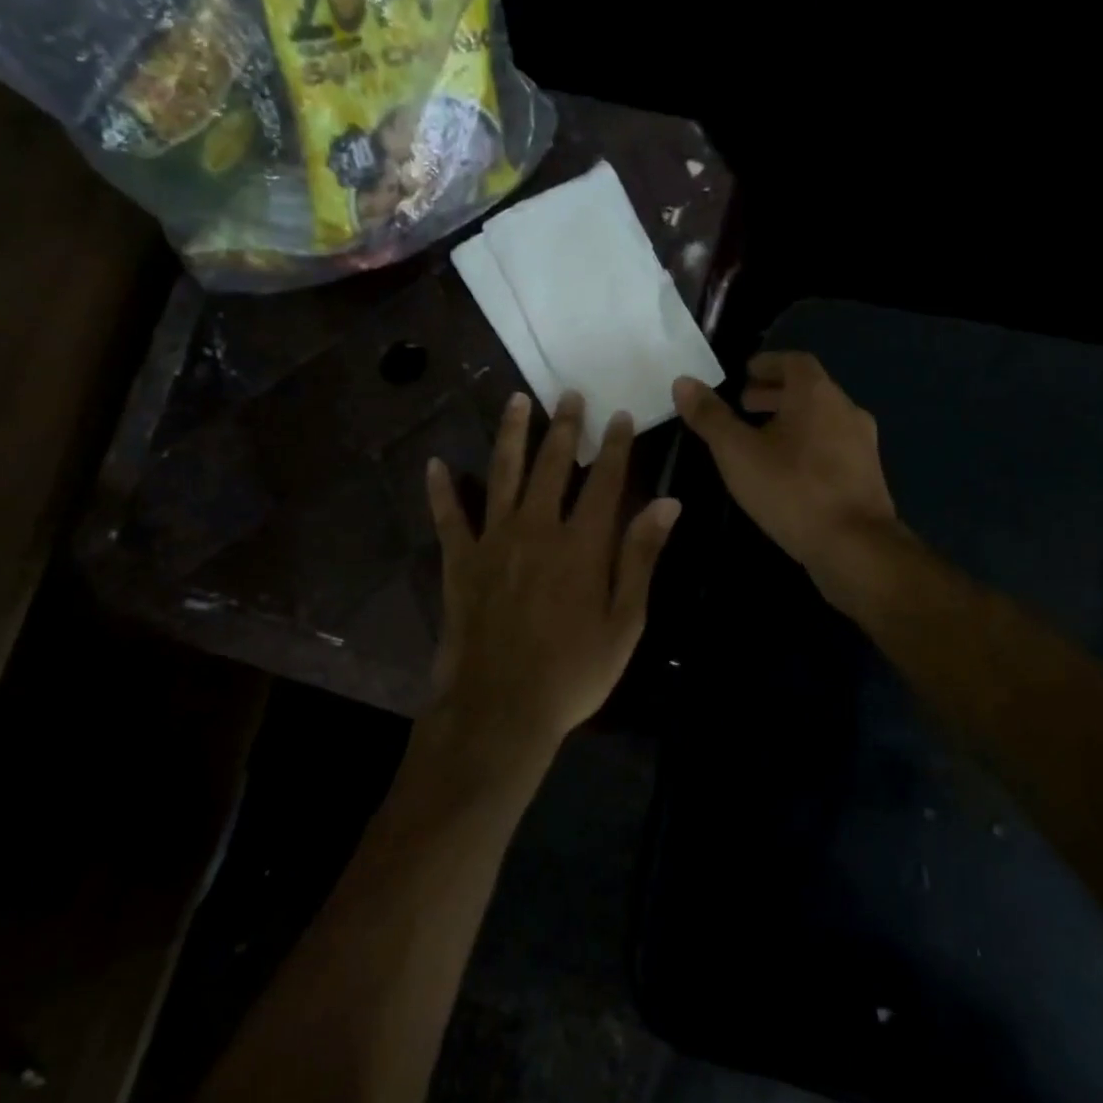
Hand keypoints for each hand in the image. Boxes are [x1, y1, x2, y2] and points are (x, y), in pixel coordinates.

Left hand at [425, 389, 680, 753]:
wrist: (500, 708)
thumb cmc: (573, 672)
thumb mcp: (624, 622)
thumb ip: (641, 557)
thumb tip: (667, 503)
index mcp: (582, 544)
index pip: (604, 480)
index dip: (614, 446)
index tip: (620, 415)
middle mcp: (537, 529)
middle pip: (551, 465)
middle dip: (564, 427)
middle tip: (569, 394)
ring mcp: (493, 541)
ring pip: (502, 474)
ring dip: (511, 435)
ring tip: (516, 401)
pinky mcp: (460, 562)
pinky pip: (448, 517)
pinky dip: (441, 490)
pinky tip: (435, 464)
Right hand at [672, 353, 898, 598]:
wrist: (854, 546)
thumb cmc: (791, 490)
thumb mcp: (738, 453)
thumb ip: (710, 416)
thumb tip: (683, 382)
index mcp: (817, 394)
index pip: (794, 361)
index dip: (768, 364)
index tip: (744, 374)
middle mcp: (846, 410)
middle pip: (809, 390)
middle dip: (775, 394)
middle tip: (744, 406)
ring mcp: (862, 443)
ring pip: (822, 419)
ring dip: (791, 421)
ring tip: (760, 440)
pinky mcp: (867, 475)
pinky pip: (832, 446)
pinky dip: (807, 445)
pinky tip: (787, 471)